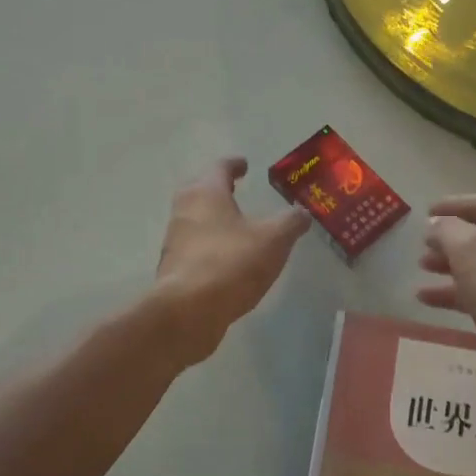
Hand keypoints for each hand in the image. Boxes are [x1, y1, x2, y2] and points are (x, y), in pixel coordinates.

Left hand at [154, 157, 311, 364]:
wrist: (188, 311)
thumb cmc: (232, 263)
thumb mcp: (274, 240)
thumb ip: (290, 223)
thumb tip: (302, 212)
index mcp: (206, 193)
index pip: (219, 168)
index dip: (234, 165)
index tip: (244, 165)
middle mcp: (184, 211)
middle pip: (199, 191)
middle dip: (217, 190)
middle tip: (234, 192)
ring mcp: (174, 241)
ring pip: (194, 221)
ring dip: (212, 220)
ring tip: (234, 228)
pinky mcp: (173, 269)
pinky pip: (194, 249)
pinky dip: (209, 247)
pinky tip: (226, 261)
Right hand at [418, 195, 475, 421]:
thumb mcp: (470, 249)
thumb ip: (447, 231)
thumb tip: (436, 224)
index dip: (452, 206)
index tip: (424, 212)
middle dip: (450, 240)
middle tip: (421, 247)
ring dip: (451, 268)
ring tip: (422, 270)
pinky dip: (457, 295)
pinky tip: (428, 300)